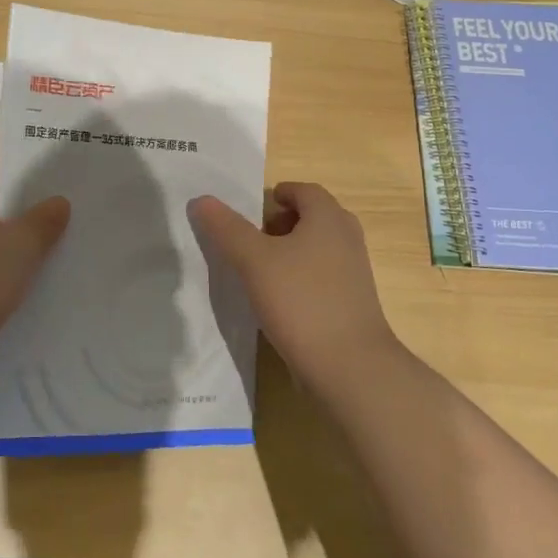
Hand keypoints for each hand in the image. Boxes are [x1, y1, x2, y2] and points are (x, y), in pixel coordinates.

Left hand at [0, 132, 69, 388]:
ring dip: (19, 222)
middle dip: (27, 184)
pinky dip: (6, 253)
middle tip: (71, 188)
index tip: (55, 148)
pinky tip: (36, 270)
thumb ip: (42, 223)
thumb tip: (58, 201)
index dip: (18, 140)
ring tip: (63, 227)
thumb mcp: (18, 252)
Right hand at [191, 182, 402, 392]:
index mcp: (328, 218)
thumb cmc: (300, 301)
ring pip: (319, 247)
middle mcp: (347, 238)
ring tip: (261, 271)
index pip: (304, 190)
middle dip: (282, 223)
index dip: (277, 195)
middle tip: (253, 240)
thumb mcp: (253, 261)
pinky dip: (302, 277)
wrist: (350, 366)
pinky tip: (280, 301)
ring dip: (291, 251)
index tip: (251, 213)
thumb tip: (202, 200)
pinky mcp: (354, 302)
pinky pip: (324, 275)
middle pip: (313, 217)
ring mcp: (355, 272)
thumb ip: (227, 228)